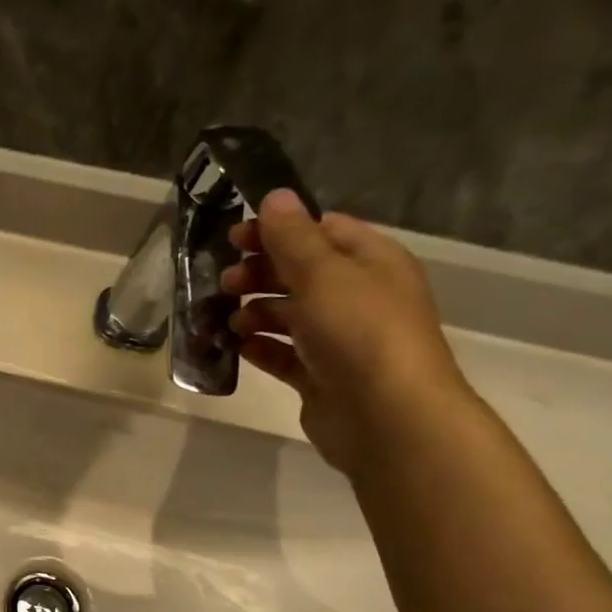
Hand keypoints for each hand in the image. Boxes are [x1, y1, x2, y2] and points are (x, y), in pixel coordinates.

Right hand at [221, 189, 472, 478]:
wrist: (387, 415)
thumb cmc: (359, 332)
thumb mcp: (322, 273)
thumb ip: (292, 237)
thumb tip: (275, 196)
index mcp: (371, 262)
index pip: (322, 230)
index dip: (278, 230)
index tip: (234, 238)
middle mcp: (358, 296)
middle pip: (300, 273)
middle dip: (260, 273)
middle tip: (224, 282)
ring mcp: (340, 339)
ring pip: (288, 315)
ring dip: (254, 313)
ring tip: (228, 321)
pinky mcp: (321, 376)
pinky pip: (283, 354)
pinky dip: (259, 348)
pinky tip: (236, 347)